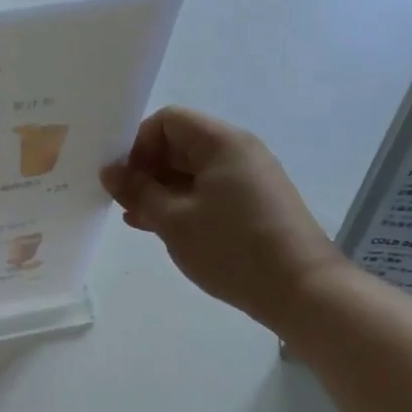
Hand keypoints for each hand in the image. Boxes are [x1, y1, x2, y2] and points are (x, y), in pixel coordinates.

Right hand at [101, 106, 348, 333]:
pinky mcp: (252, 205)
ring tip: (134, 217)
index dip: (138, 144)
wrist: (301, 290)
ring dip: (160, 190)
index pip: (168, 121)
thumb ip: (138, 190)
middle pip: (180, 144)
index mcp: (222, 143)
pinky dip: (181, 204)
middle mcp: (238, 152)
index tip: (121, 178)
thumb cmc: (232, 248)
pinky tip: (157, 226)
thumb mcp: (174, 219)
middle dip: (146, 169)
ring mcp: (248, 179)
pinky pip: (207, 192)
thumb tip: (110, 171)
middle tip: (121, 200)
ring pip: (191, 172)